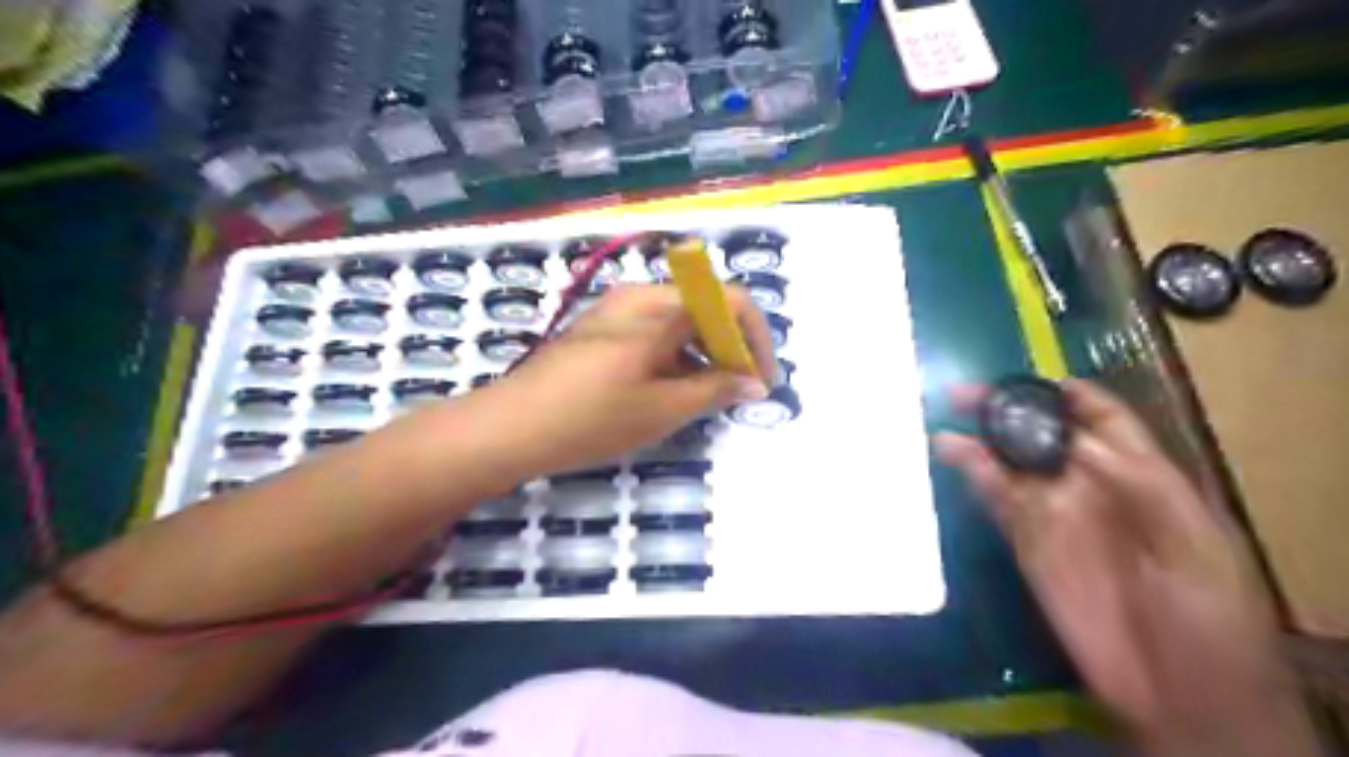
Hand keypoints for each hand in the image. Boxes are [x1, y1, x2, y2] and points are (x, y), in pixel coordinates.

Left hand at [471, 285, 773, 479]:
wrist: (509, 427)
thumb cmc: (591, 417)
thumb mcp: (662, 409)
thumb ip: (714, 390)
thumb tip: (754, 383)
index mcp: (658, 307)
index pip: (729, 301)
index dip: (755, 339)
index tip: (760, 380)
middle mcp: (638, 297)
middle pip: (703, 308)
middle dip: (729, 348)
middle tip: (737, 391)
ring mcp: (614, 312)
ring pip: (677, 322)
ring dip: (701, 355)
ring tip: (706, 398)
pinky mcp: (598, 331)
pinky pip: (651, 334)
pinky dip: (673, 358)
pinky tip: (668, 392)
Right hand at [941, 382, 1319, 756]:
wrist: (1181, 694)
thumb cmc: (1208, 616)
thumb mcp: (1193, 543)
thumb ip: (1139, 486)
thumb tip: (1073, 440)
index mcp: (1142, 477)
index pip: (1103, 419)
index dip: (1069, 394)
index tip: (1030, 379)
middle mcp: (1091, 486)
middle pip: (1045, 434)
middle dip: (1010, 409)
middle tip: (967, 393)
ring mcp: (1055, 514)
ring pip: (1012, 463)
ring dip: (981, 438)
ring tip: (947, 416)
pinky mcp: (1025, 542)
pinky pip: (995, 498)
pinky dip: (972, 473)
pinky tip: (949, 452)